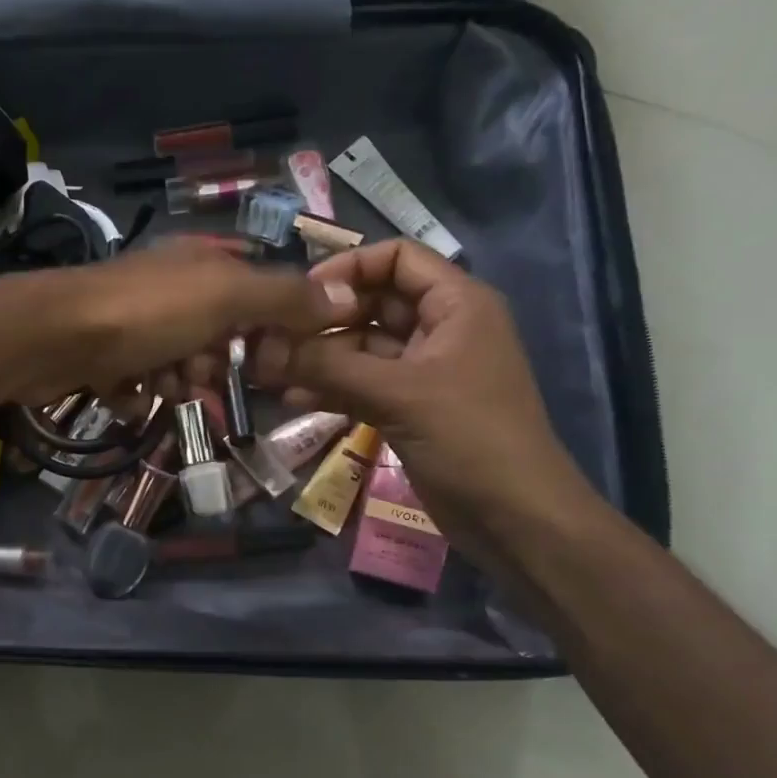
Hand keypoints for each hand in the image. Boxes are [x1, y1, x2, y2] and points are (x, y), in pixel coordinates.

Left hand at [5, 236, 356, 403]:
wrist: (51, 336)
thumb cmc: (146, 313)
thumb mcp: (225, 297)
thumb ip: (284, 298)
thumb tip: (346, 297)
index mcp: (201, 262)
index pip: (257, 291)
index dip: (270, 327)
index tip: (272, 360)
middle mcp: (169, 286)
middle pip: (217, 332)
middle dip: (216, 362)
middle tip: (203, 376)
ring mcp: (133, 320)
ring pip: (178, 361)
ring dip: (177, 381)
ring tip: (162, 386)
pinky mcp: (103, 353)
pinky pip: (138, 380)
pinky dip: (138, 392)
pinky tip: (128, 394)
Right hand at [251, 240, 597, 542]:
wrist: (514, 518)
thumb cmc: (470, 438)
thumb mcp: (399, 394)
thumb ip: (328, 367)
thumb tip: (262, 347)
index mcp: (456, 304)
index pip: (398, 259)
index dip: (349, 268)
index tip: (300, 295)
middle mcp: (439, 329)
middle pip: (372, 304)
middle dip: (322, 319)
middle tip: (271, 337)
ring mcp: (422, 371)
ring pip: (361, 349)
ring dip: (318, 358)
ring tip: (268, 369)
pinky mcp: (408, 408)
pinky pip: (362, 385)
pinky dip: (330, 389)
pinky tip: (290, 399)